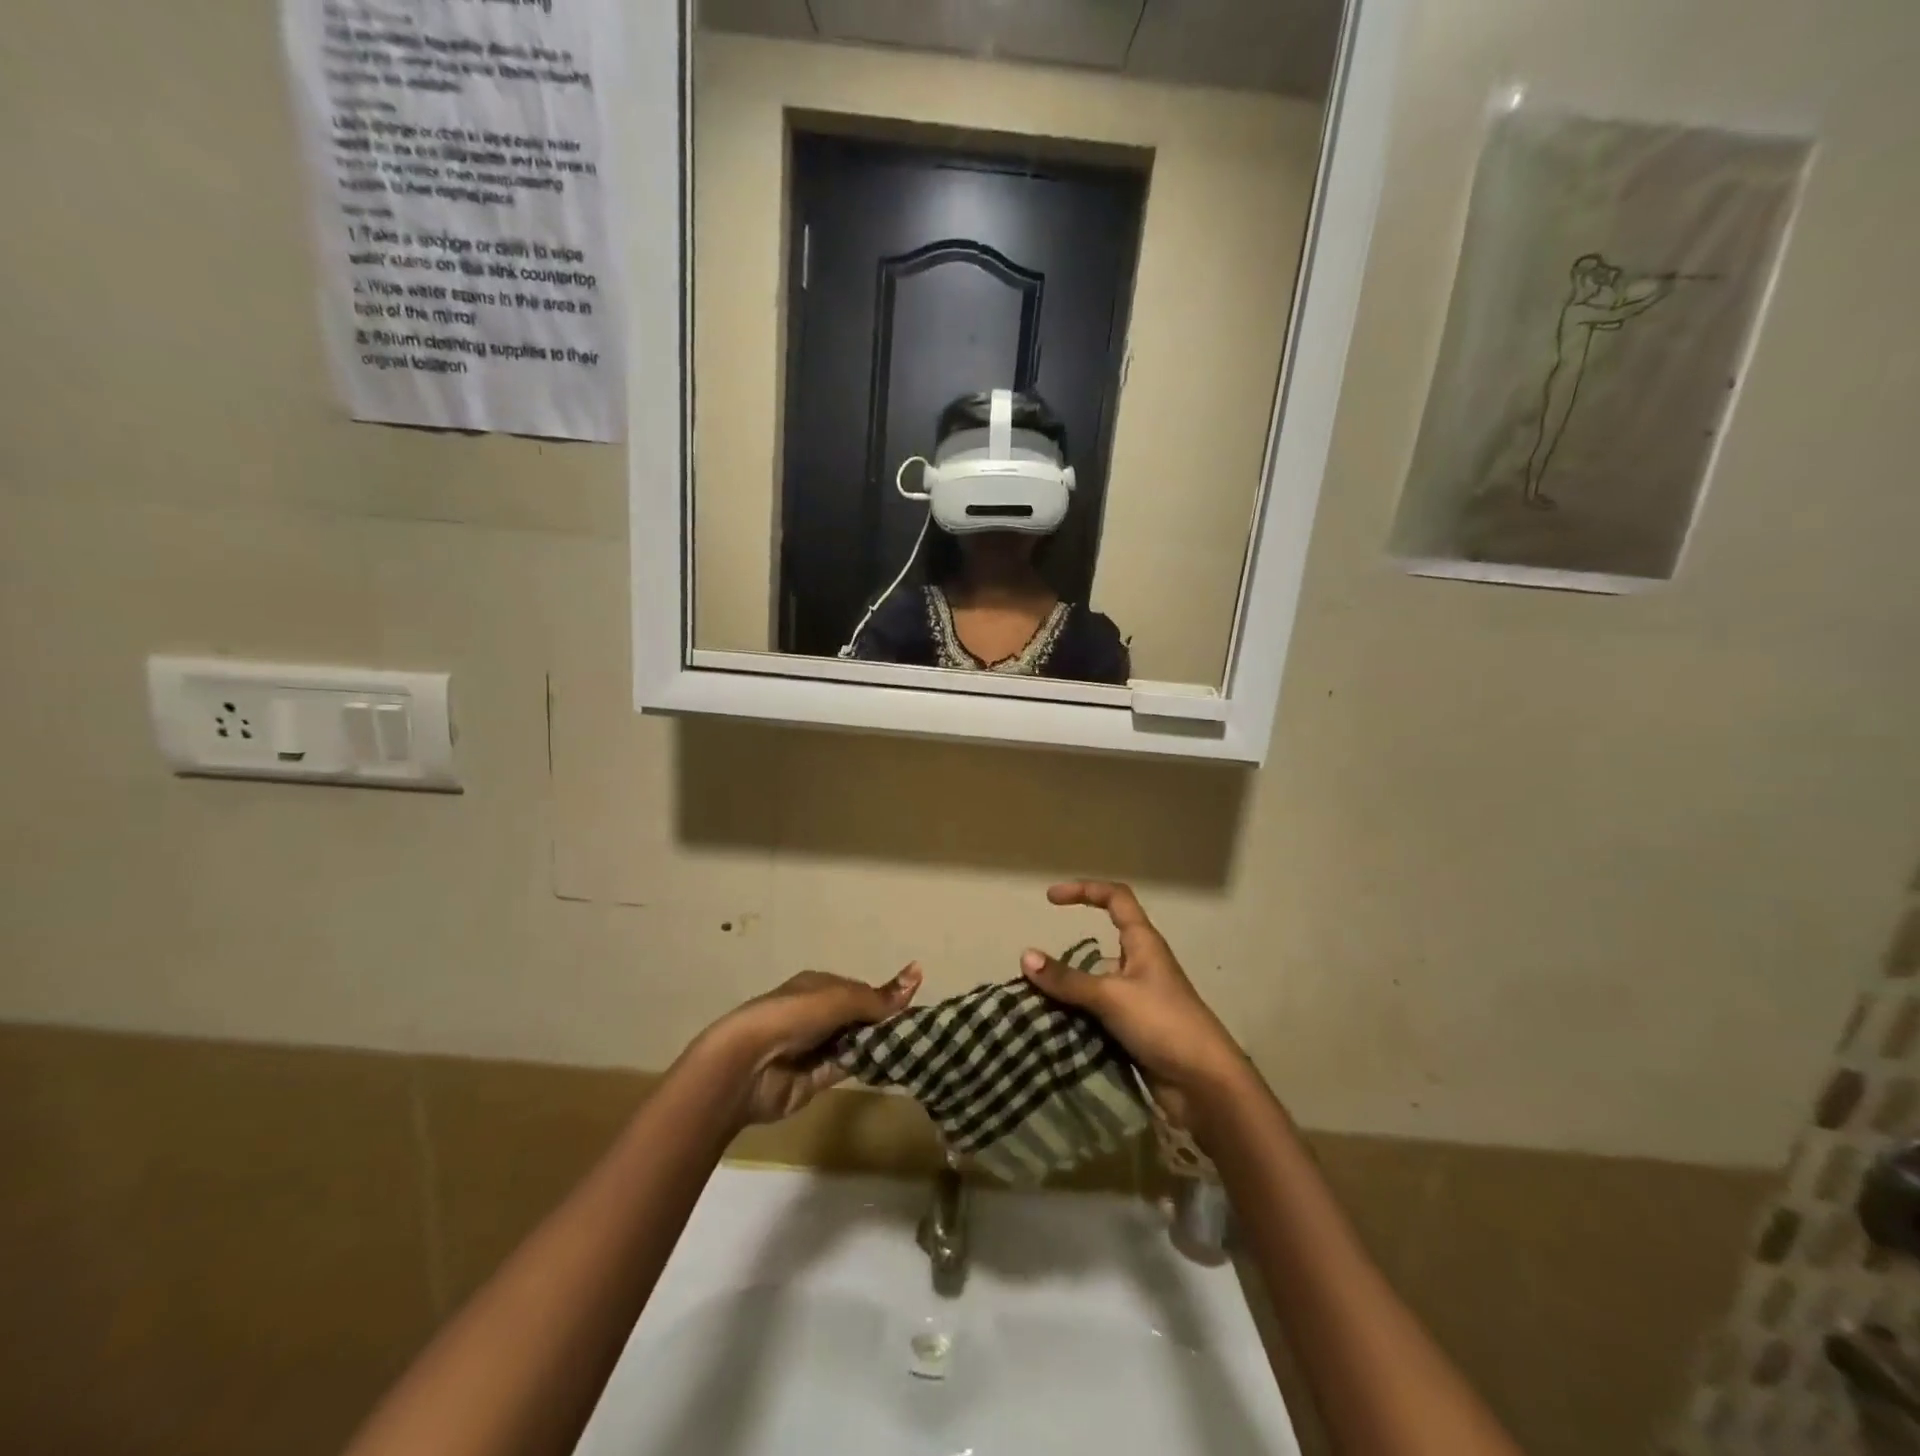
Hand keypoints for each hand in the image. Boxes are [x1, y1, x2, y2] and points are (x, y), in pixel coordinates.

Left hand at [700, 966, 921, 1126]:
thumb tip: (918, 974)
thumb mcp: (838, 999)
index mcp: (818, 987)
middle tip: (920, 1030)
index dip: (885, 997)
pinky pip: (850, 1068)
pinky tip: (895, 1063)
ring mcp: (816, 1047)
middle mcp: (817, 1015)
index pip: (860, 991)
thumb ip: (877, 997)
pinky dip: (869, 1065)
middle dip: (884, 1023)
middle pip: (860, 1018)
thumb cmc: (792, 1017)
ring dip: (879, 1045)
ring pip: (857, 1043)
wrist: (747, 1066)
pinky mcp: (817, 1078)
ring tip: (917, 1046)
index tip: (913, 1006)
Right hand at [1020, 882, 1244, 1129]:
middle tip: (1032, 973)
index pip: (1115, 899)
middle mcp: (1141, 965)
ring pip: (1094, 986)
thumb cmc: (1163, 1023)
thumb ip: (1068, 980)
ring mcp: (1138, 1000)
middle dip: (1066, 959)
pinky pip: (1097, 1016)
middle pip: (1099, 948)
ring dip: (1068, 994)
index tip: (1050, 899)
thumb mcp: (1111, 996)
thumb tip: (1025, 956)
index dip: (1084, 891)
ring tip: (1032, 1005)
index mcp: (1143, 943)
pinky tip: (1052, 1031)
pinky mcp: (1135, 1031)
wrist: (1205, 1085)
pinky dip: (1077, 1020)